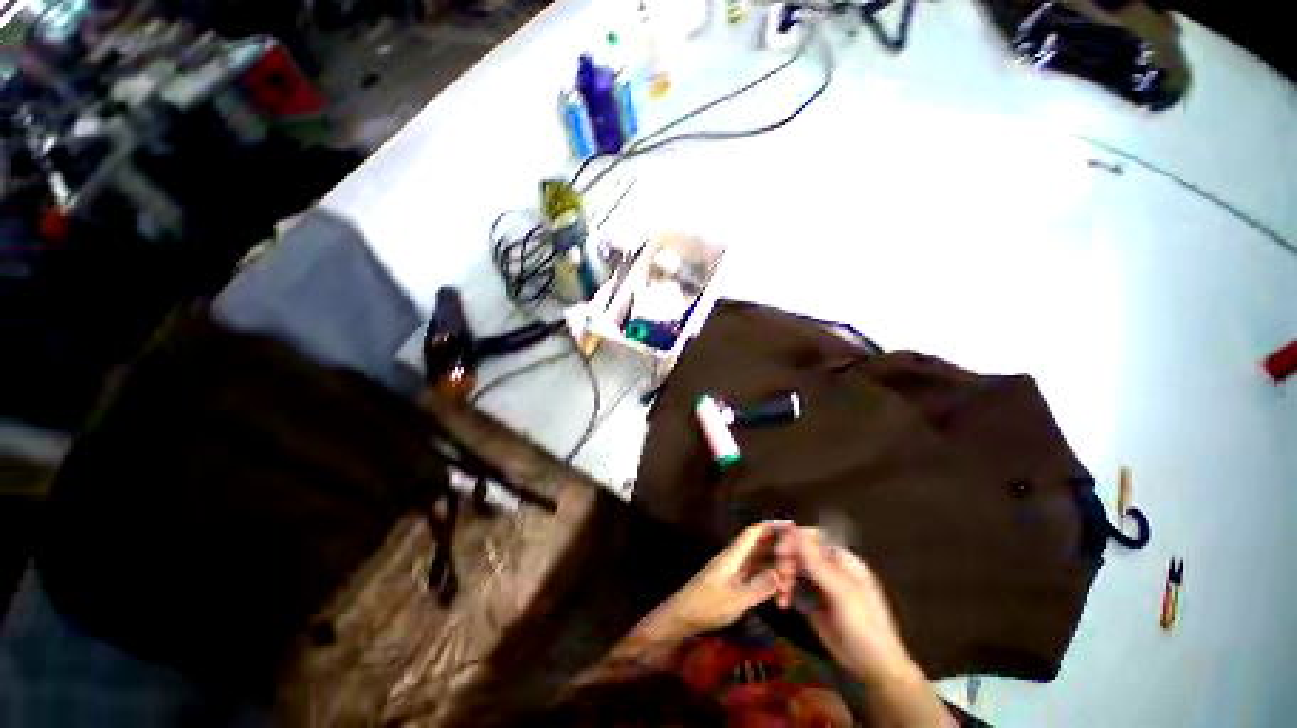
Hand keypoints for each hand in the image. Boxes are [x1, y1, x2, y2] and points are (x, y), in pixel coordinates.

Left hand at [645, 522, 785, 638]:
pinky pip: (753, 572)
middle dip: (777, 544)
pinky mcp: (731, 582)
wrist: (682, 616)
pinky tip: (778, 586)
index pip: (753, 533)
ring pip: (757, 559)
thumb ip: (758, 587)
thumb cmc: (707, 606)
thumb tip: (780, 573)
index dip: (770, 526)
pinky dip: (766, 576)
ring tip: (793, 571)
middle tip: (799, 551)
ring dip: (774, 563)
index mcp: (733, 556)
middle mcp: (733, 558)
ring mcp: (732, 570)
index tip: (790, 525)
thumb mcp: (735, 600)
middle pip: (757, 544)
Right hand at [791, 528, 914, 682]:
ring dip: (784, 577)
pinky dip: (785, 591)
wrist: (873, 668)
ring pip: (794, 569)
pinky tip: (782, 602)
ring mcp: (820, 585)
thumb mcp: (842, 594)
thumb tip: (798, 532)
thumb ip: (819, 564)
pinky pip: (794, 588)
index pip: (814, 537)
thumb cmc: (866, 626)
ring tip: (782, 594)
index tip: (780, 550)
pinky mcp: (812, 602)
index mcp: (842, 560)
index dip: (796, 539)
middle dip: (788, 561)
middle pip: (801, 552)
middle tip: (780, 576)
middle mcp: (830, 568)